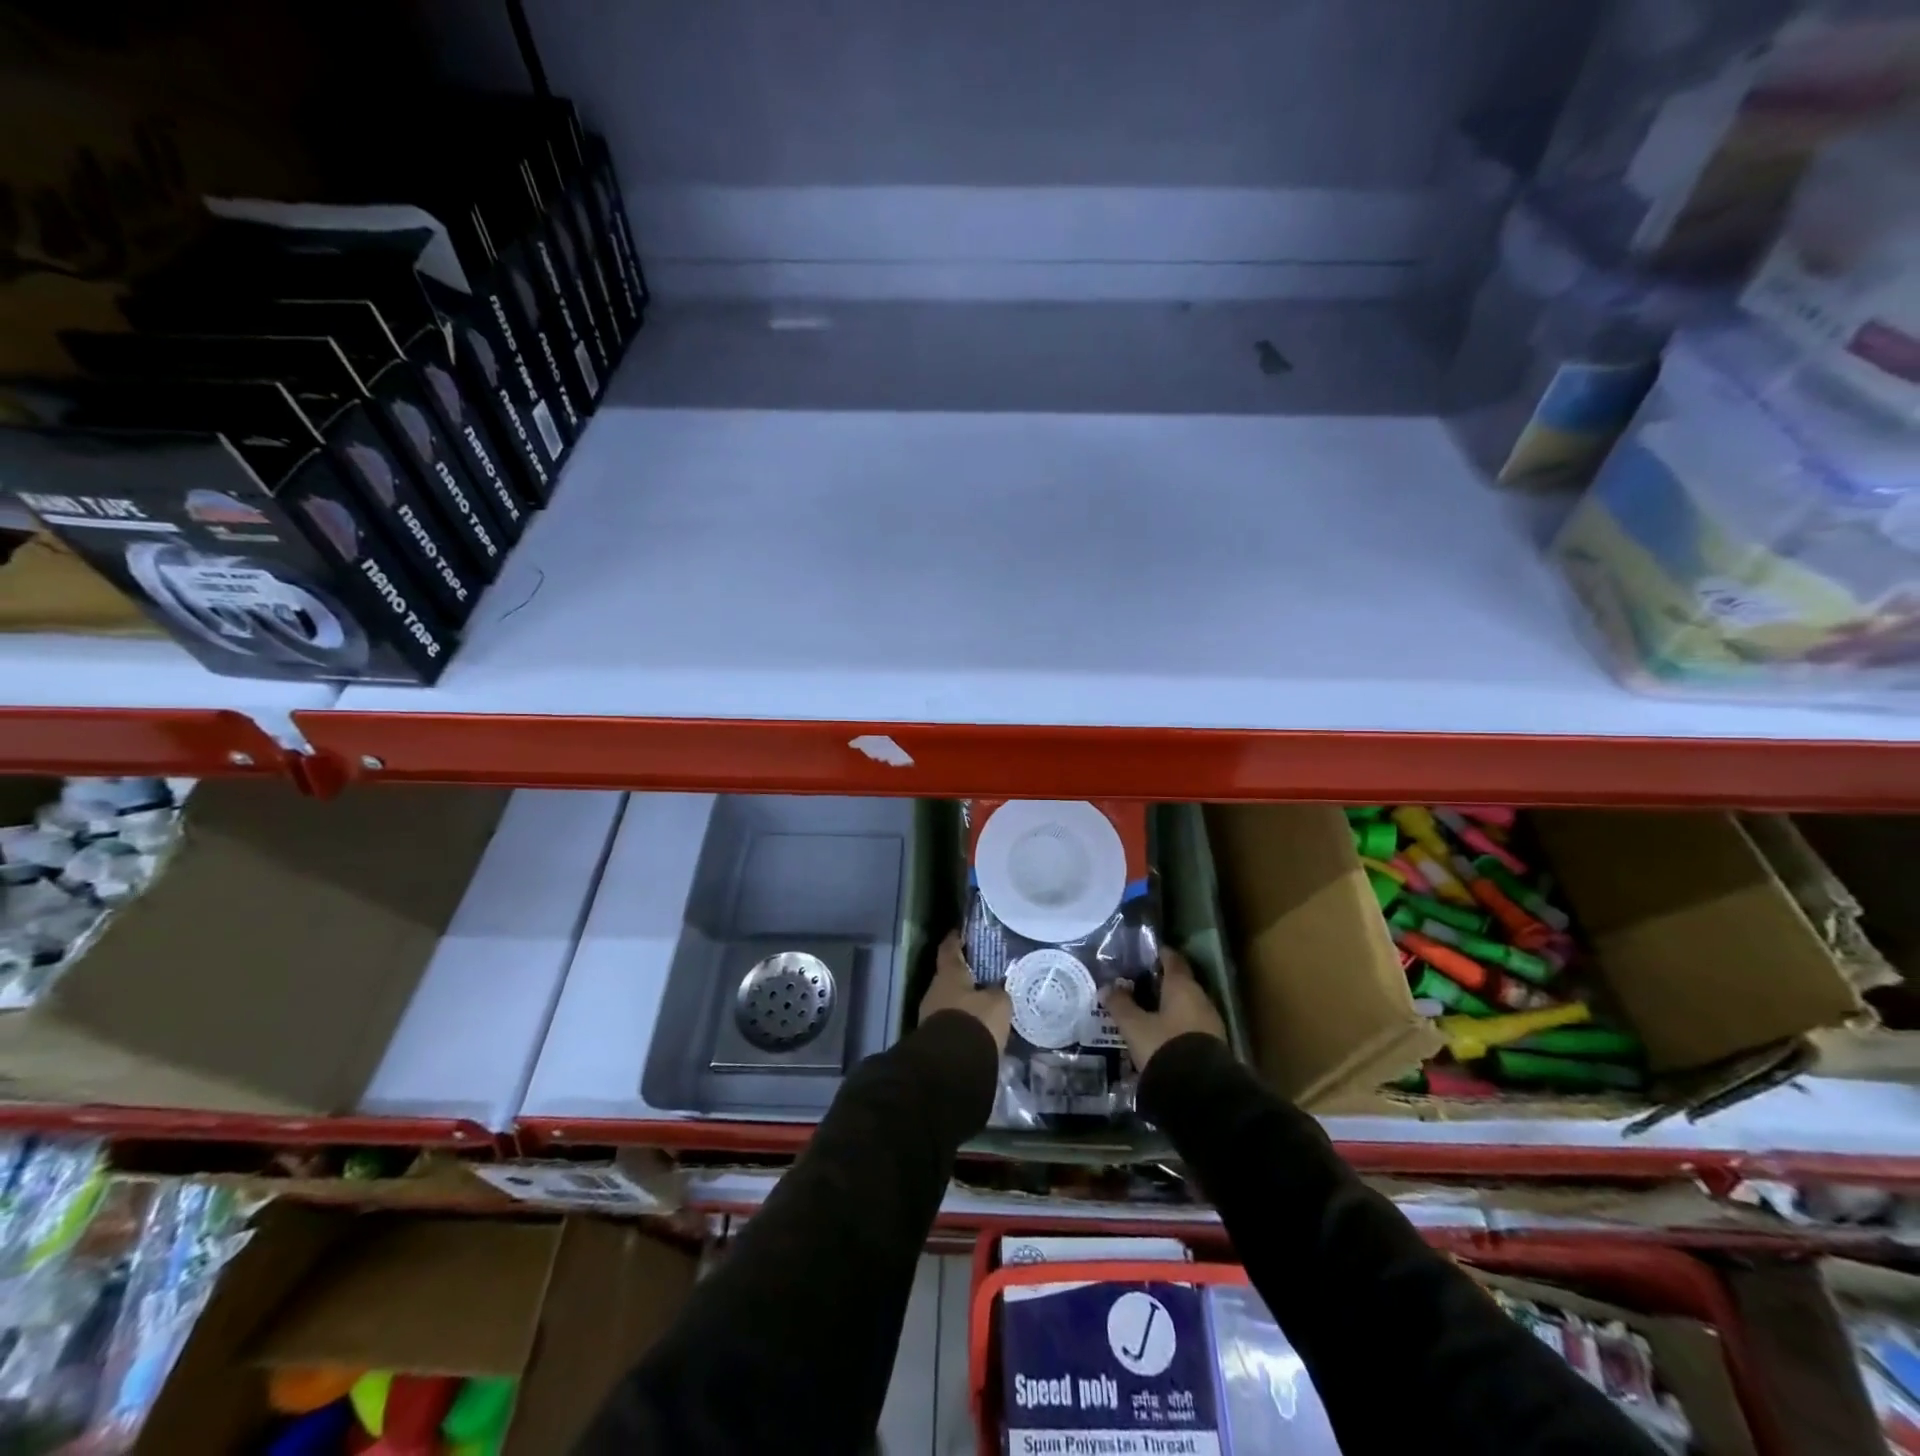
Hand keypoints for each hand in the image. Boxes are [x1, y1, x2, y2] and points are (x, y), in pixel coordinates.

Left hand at [919, 932, 1011, 1051]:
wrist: (951, 1066)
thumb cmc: (975, 1021)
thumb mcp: (998, 1003)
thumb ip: (998, 991)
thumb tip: (997, 989)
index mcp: (948, 974)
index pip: (949, 948)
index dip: (955, 939)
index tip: (960, 931)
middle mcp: (934, 990)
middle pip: (949, 977)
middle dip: (963, 977)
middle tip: (983, 975)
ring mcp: (929, 1016)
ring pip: (949, 1002)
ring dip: (963, 1003)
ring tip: (984, 1005)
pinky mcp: (933, 1040)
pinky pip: (950, 1024)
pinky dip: (962, 1023)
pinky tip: (978, 1029)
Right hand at [1102, 947, 1225, 1072]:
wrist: (1200, 1092)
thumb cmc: (1164, 1046)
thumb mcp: (1134, 1026)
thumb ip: (1120, 1004)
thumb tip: (1107, 987)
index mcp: (1182, 986)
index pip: (1172, 960)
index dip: (1159, 954)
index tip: (1145, 954)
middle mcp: (1201, 999)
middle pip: (1180, 983)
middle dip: (1160, 984)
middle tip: (1137, 986)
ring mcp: (1210, 1023)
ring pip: (1186, 1007)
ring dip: (1168, 1007)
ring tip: (1145, 1013)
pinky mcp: (1213, 1046)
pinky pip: (1190, 1027)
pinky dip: (1175, 1026)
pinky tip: (1160, 1036)